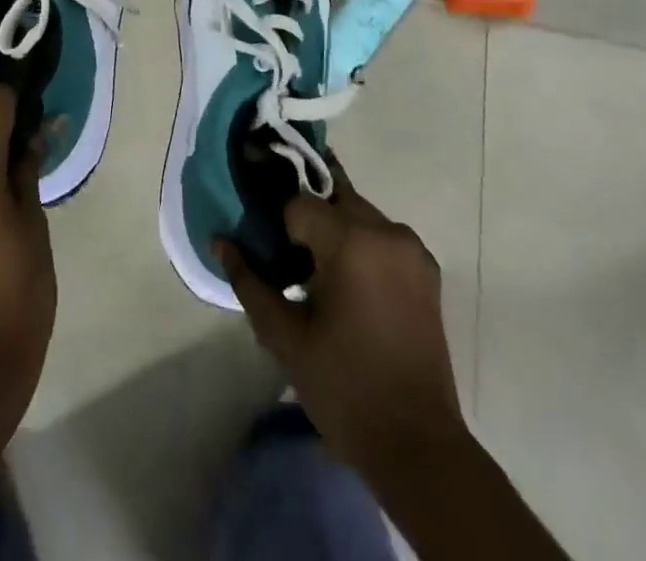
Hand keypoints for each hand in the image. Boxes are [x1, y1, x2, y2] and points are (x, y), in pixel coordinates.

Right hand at [218, 168, 463, 472]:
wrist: (418, 447)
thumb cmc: (344, 387)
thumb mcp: (285, 337)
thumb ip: (249, 281)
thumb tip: (219, 241)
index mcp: (353, 241)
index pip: (298, 204)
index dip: (278, 228)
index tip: (270, 256)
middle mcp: (387, 232)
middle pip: (331, 199)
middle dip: (306, 220)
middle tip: (288, 259)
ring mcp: (412, 249)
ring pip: (356, 213)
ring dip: (333, 230)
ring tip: (316, 276)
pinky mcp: (426, 270)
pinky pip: (381, 236)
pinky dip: (359, 244)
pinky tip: (348, 285)